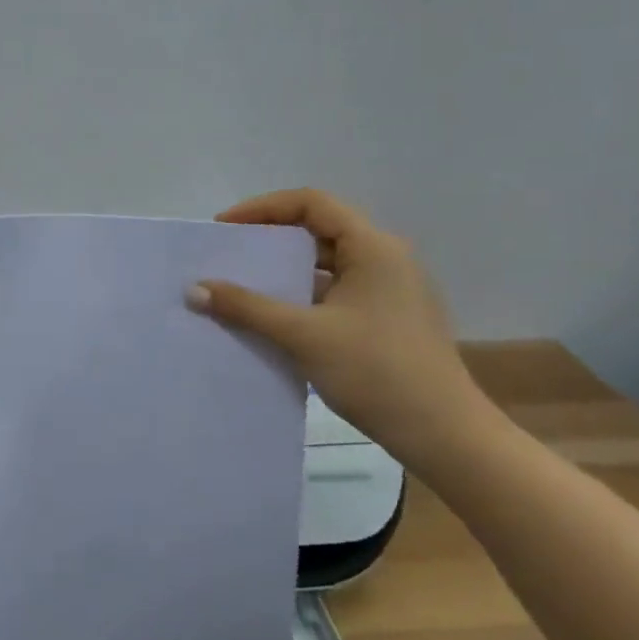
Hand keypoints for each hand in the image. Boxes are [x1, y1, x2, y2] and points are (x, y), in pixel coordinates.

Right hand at [188, 188, 483, 465]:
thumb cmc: (376, 372)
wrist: (445, 436)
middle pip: (318, 230)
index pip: (311, 203)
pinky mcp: (387, 318)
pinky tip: (272, 318)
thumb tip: (194, 288)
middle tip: (228, 255)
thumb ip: (246, 306)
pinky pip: (334, 291)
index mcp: (374, 247)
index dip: (263, 208)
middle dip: (269, 239)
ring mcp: (390, 290)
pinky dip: (301, 296)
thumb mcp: (303, 335)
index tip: (225, 229)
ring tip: (241, 286)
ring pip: (326, 264)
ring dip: (284, 271)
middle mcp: (385, 258)